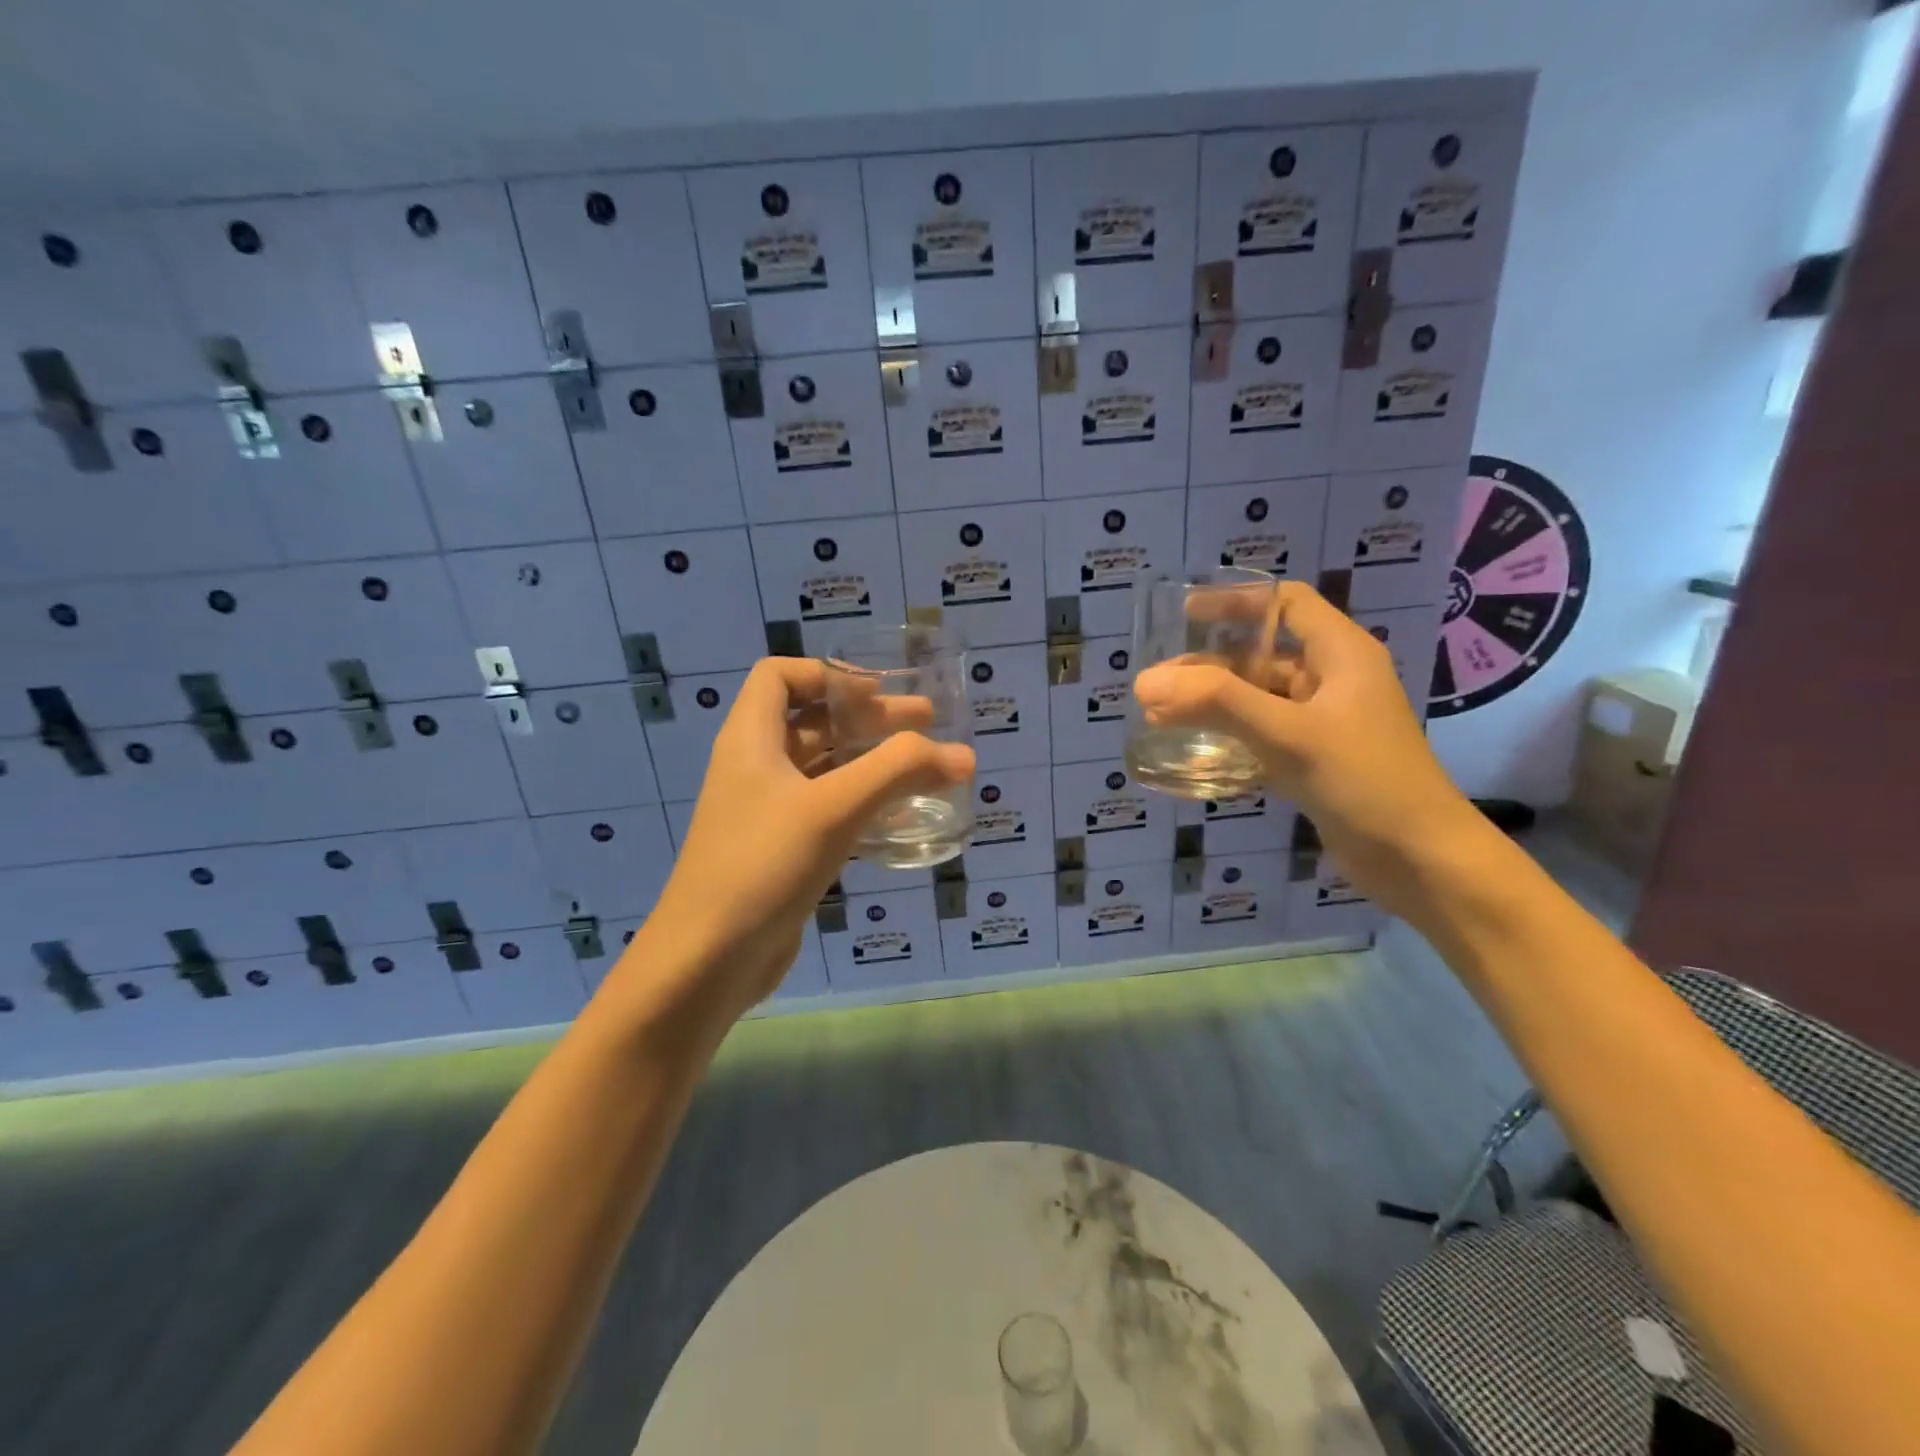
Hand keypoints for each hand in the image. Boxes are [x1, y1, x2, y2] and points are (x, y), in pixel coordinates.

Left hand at [608, 657, 974, 1025]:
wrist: (708, 960)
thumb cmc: (763, 865)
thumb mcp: (834, 808)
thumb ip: (899, 772)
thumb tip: (964, 755)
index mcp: (750, 739)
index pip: (779, 676)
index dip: (827, 674)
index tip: (878, 691)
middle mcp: (754, 768)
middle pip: (812, 722)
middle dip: (868, 717)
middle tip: (926, 723)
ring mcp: (766, 813)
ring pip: (823, 769)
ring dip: (870, 762)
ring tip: (925, 767)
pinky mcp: (781, 852)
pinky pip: (826, 812)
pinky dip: (862, 804)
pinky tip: (900, 819)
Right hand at [1132, 582, 1480, 911]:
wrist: (1420, 860)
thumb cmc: (1364, 780)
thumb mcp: (1289, 734)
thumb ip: (1217, 703)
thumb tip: (1144, 683)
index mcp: (1341, 654)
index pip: (1286, 603)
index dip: (1236, 601)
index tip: (1185, 613)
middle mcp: (1333, 681)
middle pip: (1262, 654)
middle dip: (1209, 664)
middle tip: (1158, 682)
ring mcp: (1325, 723)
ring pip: (1259, 698)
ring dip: (1214, 702)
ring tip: (1161, 715)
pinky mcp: (1315, 760)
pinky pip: (1263, 734)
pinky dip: (1229, 736)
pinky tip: (1193, 749)